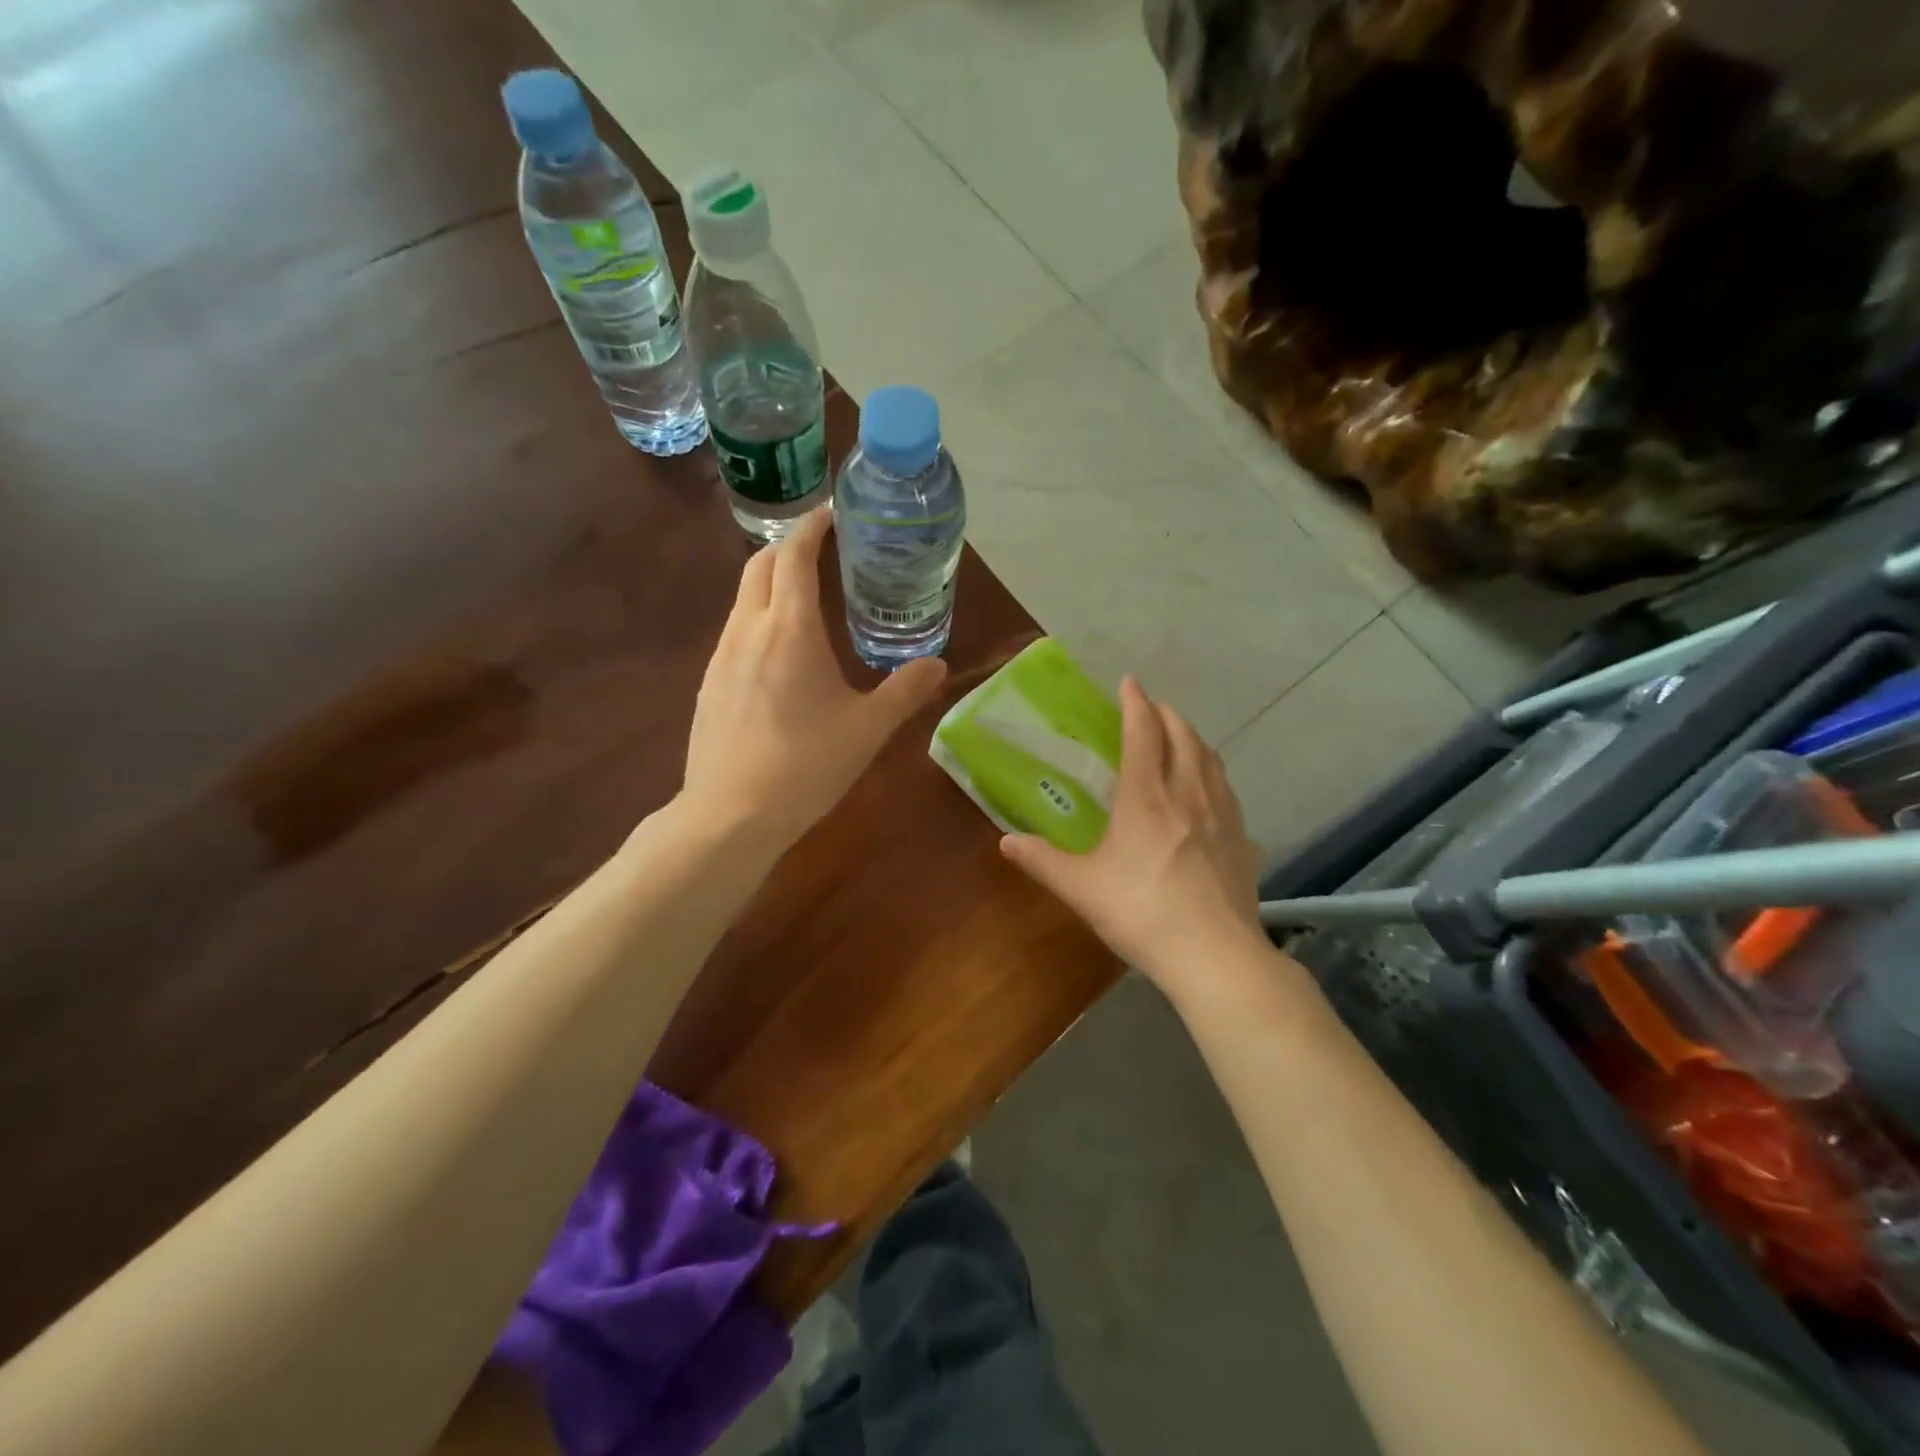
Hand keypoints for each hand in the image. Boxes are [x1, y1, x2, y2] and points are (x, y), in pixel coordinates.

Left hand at [680, 510, 948, 850]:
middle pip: (760, 565)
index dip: (812, 527)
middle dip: (788, 547)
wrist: (730, 815)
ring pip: (743, 599)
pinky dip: (758, 620)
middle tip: (821, 551)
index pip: (793, 554)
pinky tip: (779, 656)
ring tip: (805, 600)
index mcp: (789, 628)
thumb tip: (938, 665)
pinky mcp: (708, 685)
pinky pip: (734, 633)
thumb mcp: (867, 728)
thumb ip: (905, 691)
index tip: (832, 515)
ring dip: (770, 584)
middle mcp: (747, 629)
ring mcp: (720, 657)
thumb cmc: (806, 765)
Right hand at [999, 676, 1261, 987]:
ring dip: (1192, 738)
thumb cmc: (1141, 913)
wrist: (1214, 955)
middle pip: (1183, 735)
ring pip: (1210, 758)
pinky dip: (1213, 773)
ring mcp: (1222, 814)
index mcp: (1146, 797)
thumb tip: (1005, 842)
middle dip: (1166, 714)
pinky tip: (1208, 790)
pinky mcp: (1242, 839)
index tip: (1129, 682)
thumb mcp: (1081, 888)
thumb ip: (1042, 860)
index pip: (1143, 733)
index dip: (1135, 703)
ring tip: (1180, 737)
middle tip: (1150, 708)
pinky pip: (1227, 789)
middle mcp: (1187, 793)